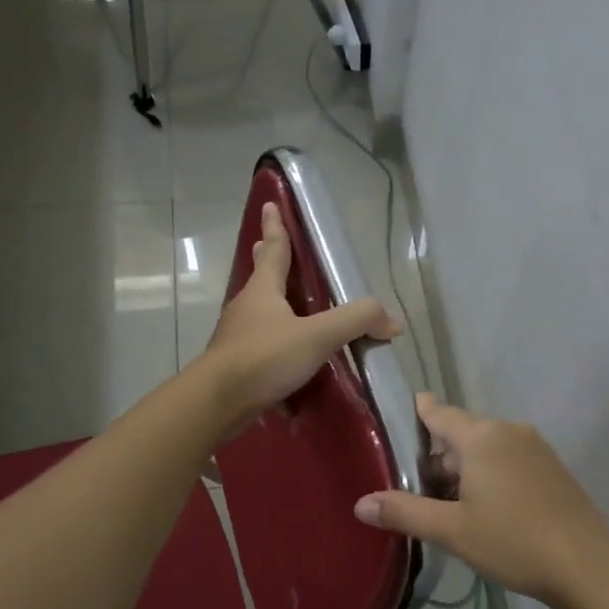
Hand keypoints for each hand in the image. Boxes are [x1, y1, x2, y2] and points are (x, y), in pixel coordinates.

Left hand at [200, 202, 399, 426]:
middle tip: (264, 245)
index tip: (270, 205)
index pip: (273, 250)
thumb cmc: (264, 358)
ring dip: (275, 307)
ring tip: (292, 308)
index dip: (275, 227)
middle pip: (261, 279)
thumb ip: (356, 322)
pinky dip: (278, 347)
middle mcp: (246, 309)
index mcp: (263, 291)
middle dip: (266, 261)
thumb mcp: (317, 336)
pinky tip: (294, 363)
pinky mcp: (237, 366)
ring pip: (261, 315)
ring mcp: (237, 338)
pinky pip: (263, 349)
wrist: (217, 403)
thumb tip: (391, 321)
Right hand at [355, 394, 608, 606]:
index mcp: (482, 437)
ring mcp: (535, 449)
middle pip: (462, 433)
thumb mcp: (452, 530)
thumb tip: (360, 503)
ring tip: (445, 500)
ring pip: (487, 449)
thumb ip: (405, 512)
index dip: (420, 412)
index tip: (404, 409)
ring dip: (465, 468)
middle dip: (439, 454)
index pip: (440, 413)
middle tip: (414, 483)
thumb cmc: (513, 540)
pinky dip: (490, 474)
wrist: (585, 563)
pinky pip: (509, 460)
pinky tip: (484, 507)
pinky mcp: (552, 469)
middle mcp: (509, 432)